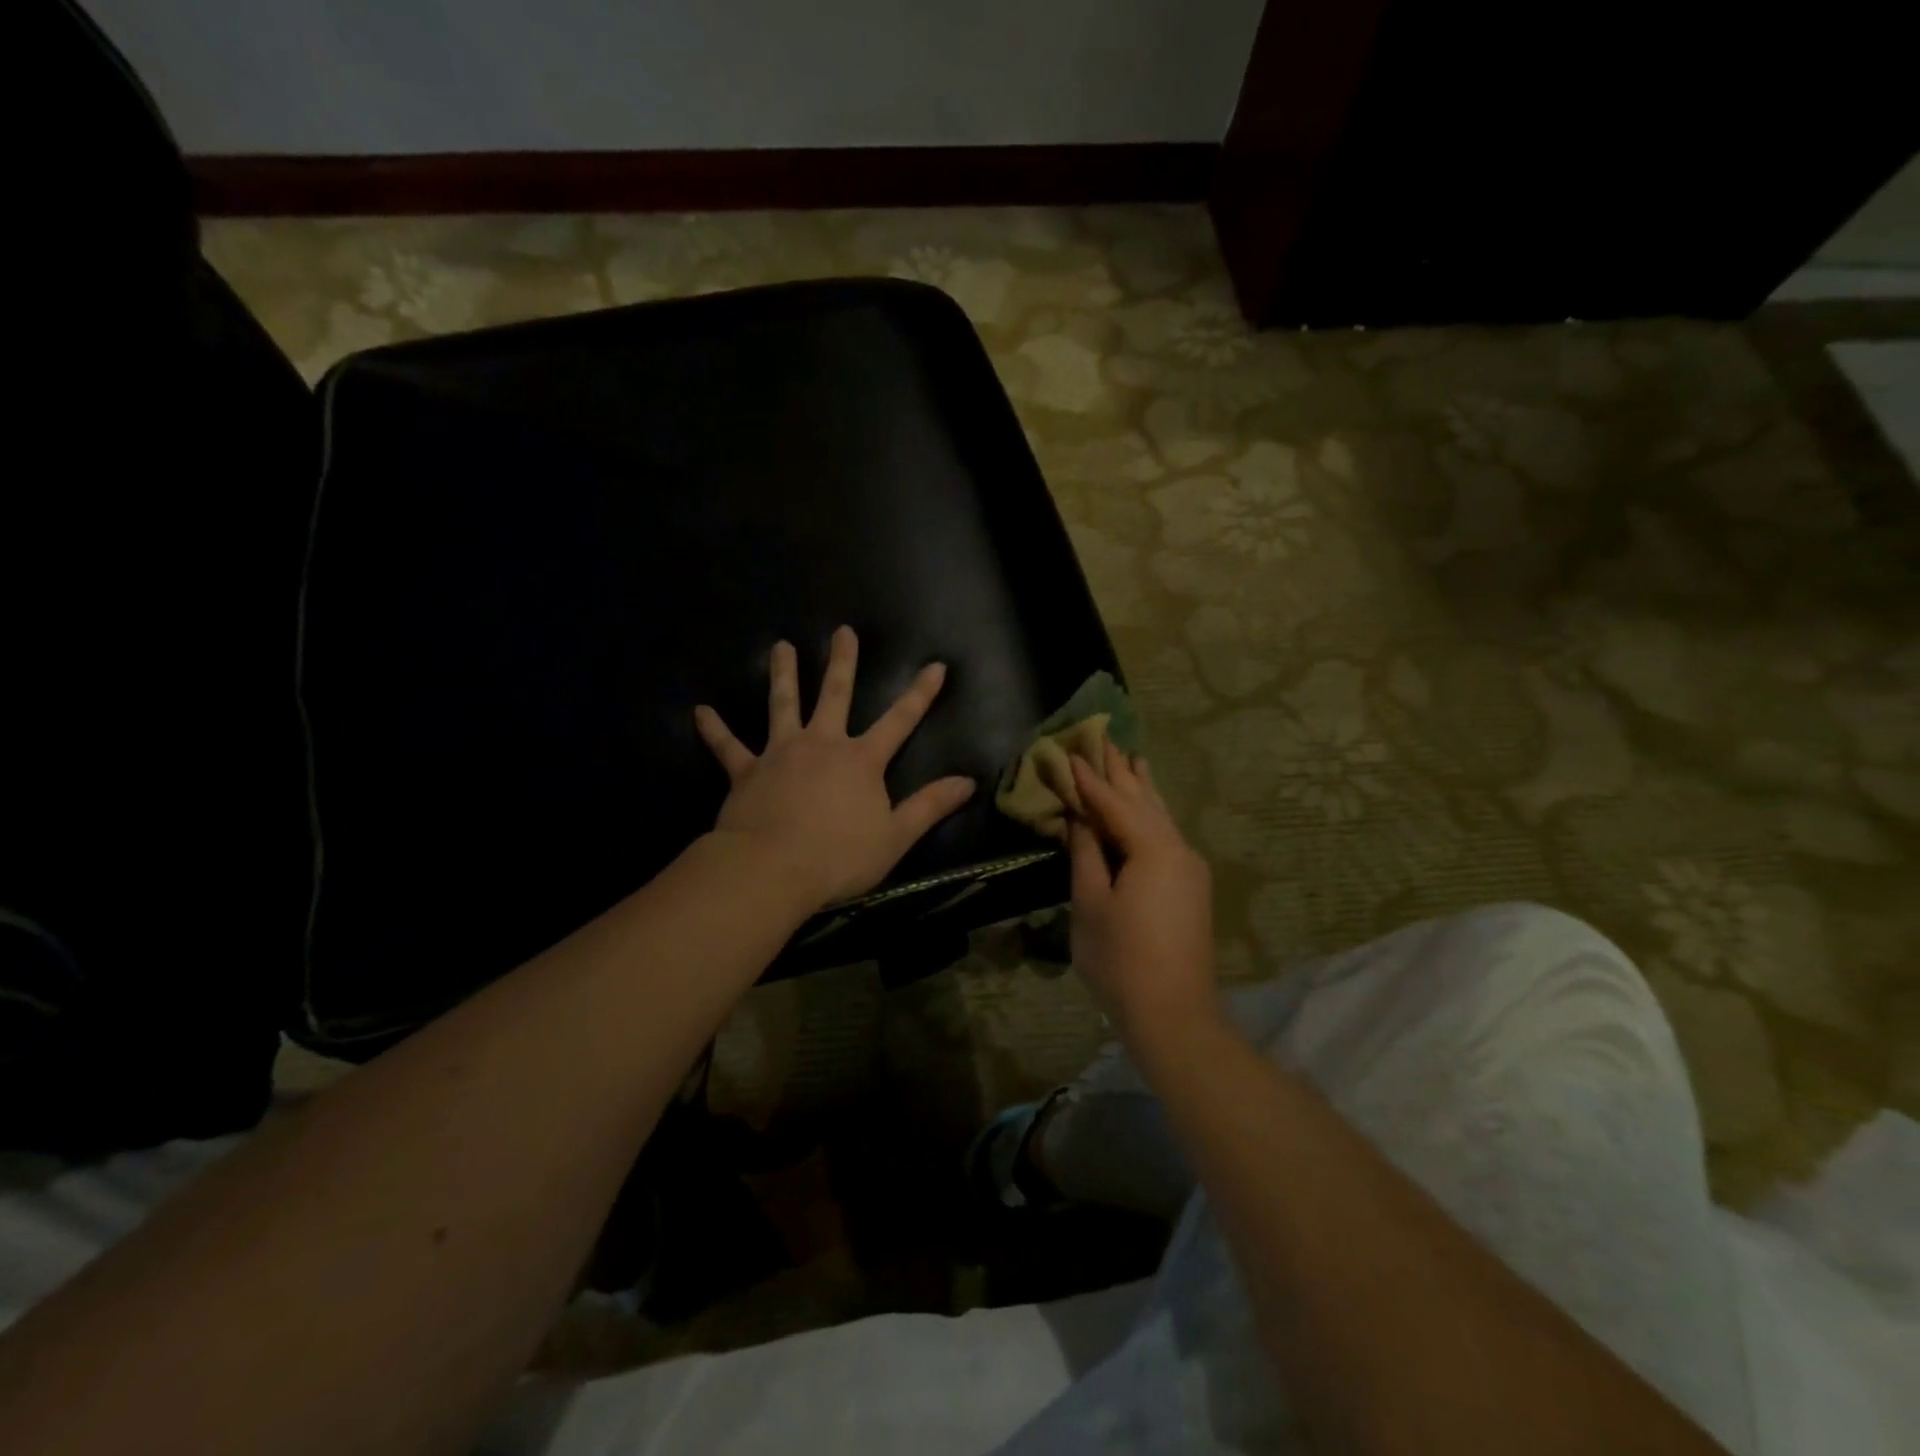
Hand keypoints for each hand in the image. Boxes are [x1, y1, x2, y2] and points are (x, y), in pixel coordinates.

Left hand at [693, 626, 975, 910]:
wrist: (772, 869)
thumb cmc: (839, 856)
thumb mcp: (896, 836)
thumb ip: (930, 806)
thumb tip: (968, 782)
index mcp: (861, 760)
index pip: (901, 720)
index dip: (921, 693)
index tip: (936, 665)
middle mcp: (822, 745)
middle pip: (836, 695)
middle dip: (843, 662)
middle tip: (842, 631)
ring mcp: (781, 753)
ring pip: (783, 705)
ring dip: (783, 675)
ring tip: (781, 647)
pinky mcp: (746, 772)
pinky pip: (728, 747)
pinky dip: (714, 730)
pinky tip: (700, 712)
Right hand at [1067, 746, 1216, 1044]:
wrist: (1174, 1014)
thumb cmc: (1121, 960)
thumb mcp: (1090, 905)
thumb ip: (1085, 854)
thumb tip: (1079, 818)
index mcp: (1153, 849)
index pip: (1114, 802)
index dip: (1089, 778)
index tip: (1069, 750)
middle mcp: (1178, 848)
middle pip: (1143, 800)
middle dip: (1120, 771)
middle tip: (1102, 737)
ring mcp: (1189, 867)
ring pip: (1160, 815)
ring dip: (1141, 787)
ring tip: (1130, 755)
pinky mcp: (1190, 885)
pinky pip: (1166, 834)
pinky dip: (1150, 813)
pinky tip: (1147, 804)